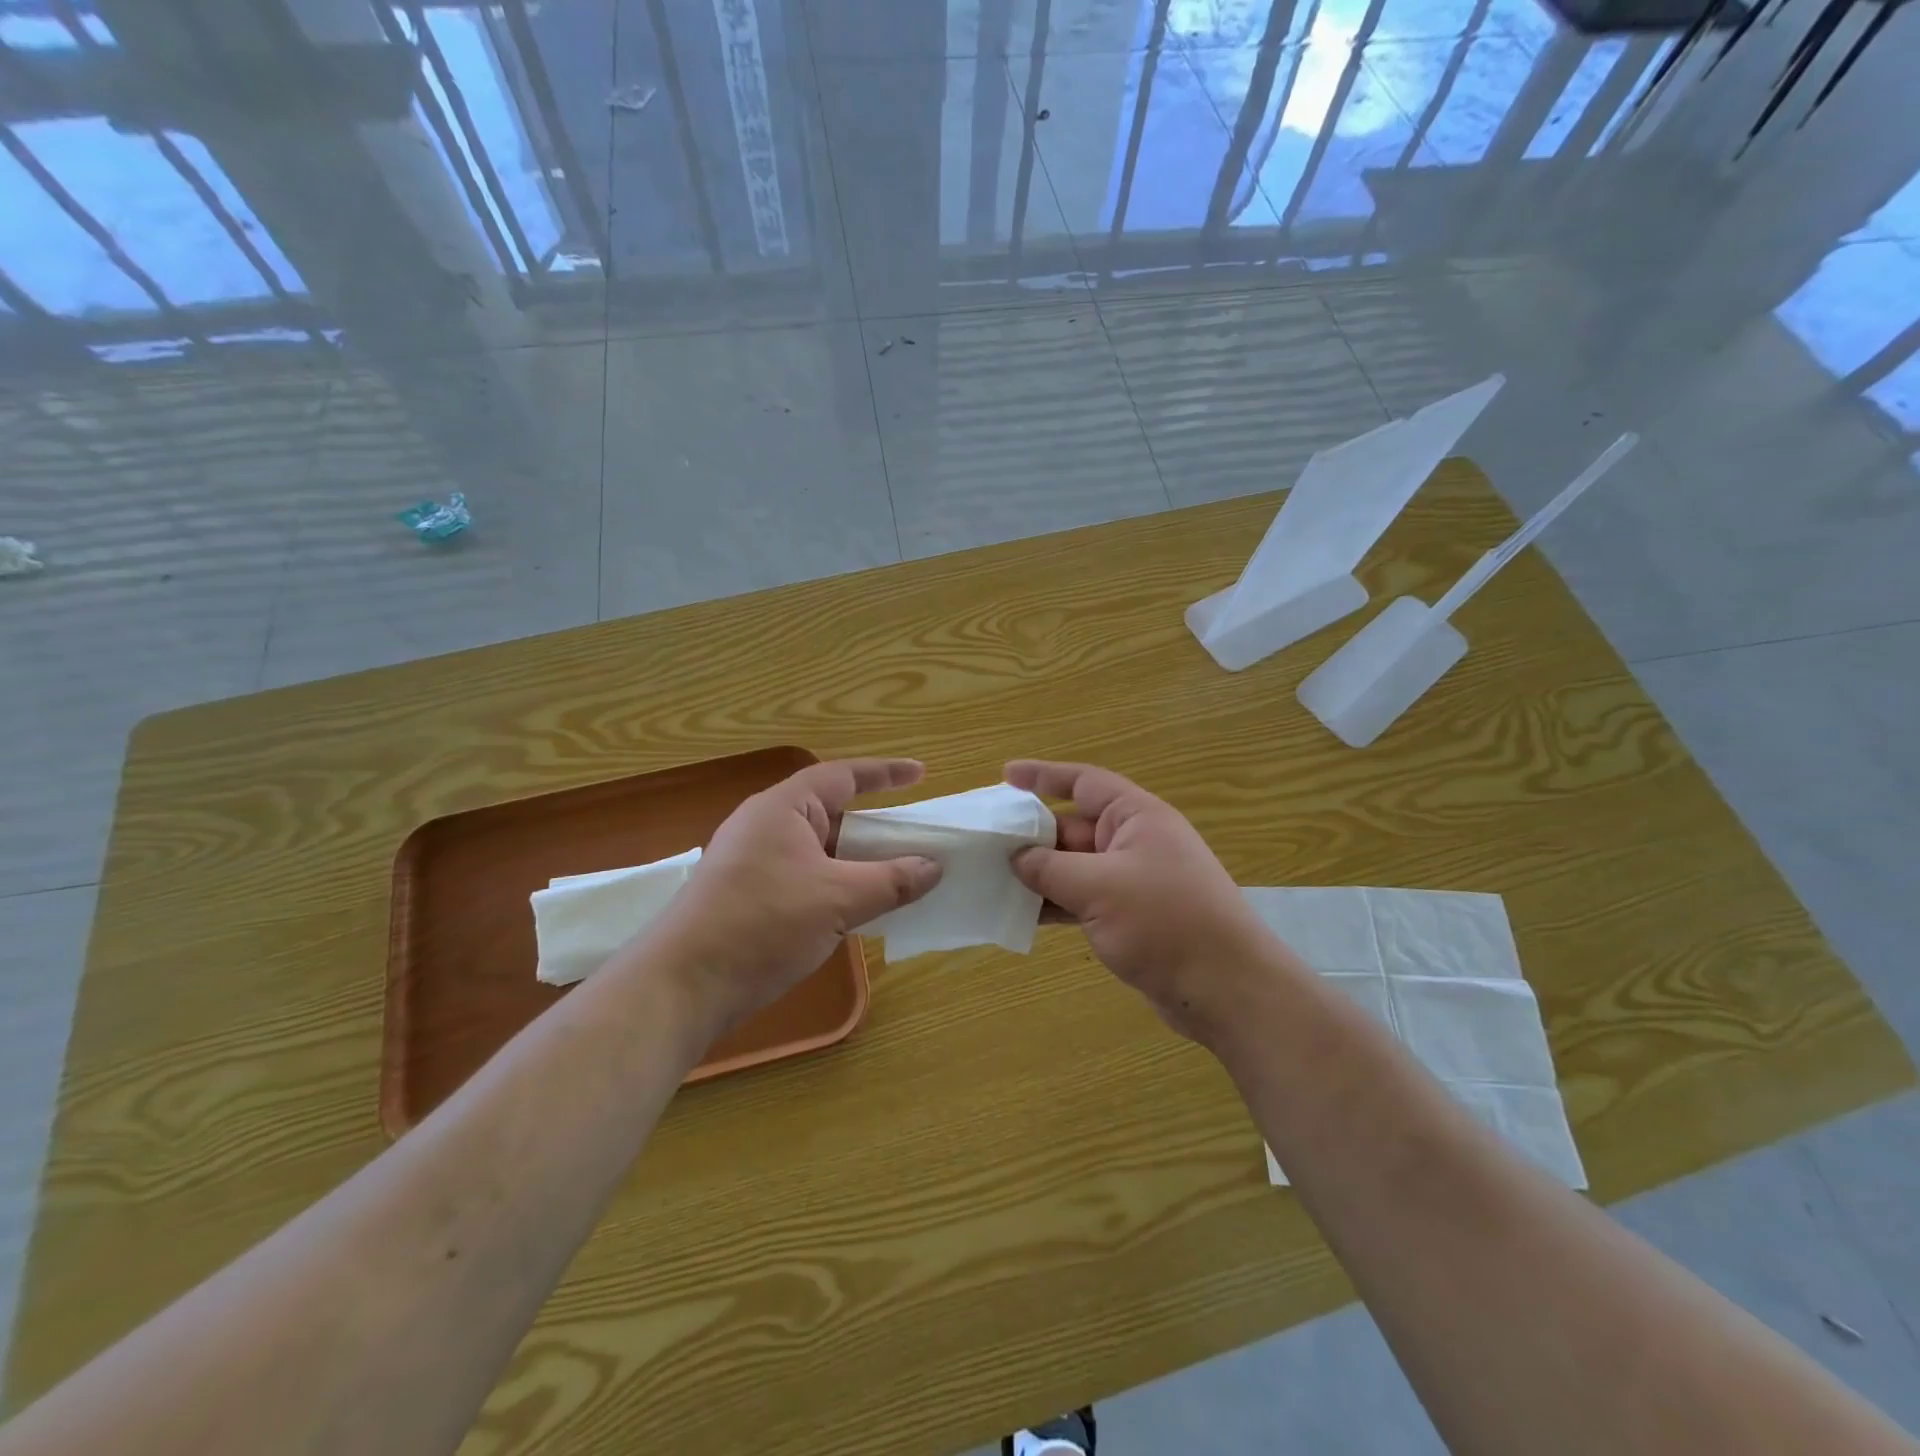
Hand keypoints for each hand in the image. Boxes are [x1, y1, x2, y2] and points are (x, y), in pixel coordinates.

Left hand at [652, 758, 942, 1035]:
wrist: (683, 985)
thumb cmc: (763, 924)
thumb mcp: (838, 901)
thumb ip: (891, 881)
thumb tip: (934, 867)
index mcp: (783, 808)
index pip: (842, 776)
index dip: (885, 773)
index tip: (921, 775)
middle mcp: (765, 825)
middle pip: (831, 813)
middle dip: (874, 824)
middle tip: (914, 835)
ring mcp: (753, 861)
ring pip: (818, 849)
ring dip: (856, 859)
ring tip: (895, 873)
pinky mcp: (747, 895)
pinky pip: (804, 876)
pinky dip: (835, 884)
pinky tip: (856, 908)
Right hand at [1005, 760, 1294, 1042]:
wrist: (1226, 989)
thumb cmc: (1166, 921)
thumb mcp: (1099, 887)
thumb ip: (1051, 868)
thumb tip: (1017, 858)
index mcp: (1136, 817)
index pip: (1083, 783)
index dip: (1043, 776)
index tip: (1005, 776)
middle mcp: (1134, 842)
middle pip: (1073, 827)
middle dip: (1032, 835)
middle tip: (985, 844)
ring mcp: (1133, 882)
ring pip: (1075, 867)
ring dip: (1039, 874)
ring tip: (992, 879)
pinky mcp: (1131, 917)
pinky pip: (1083, 899)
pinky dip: (1055, 904)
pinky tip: (1022, 915)